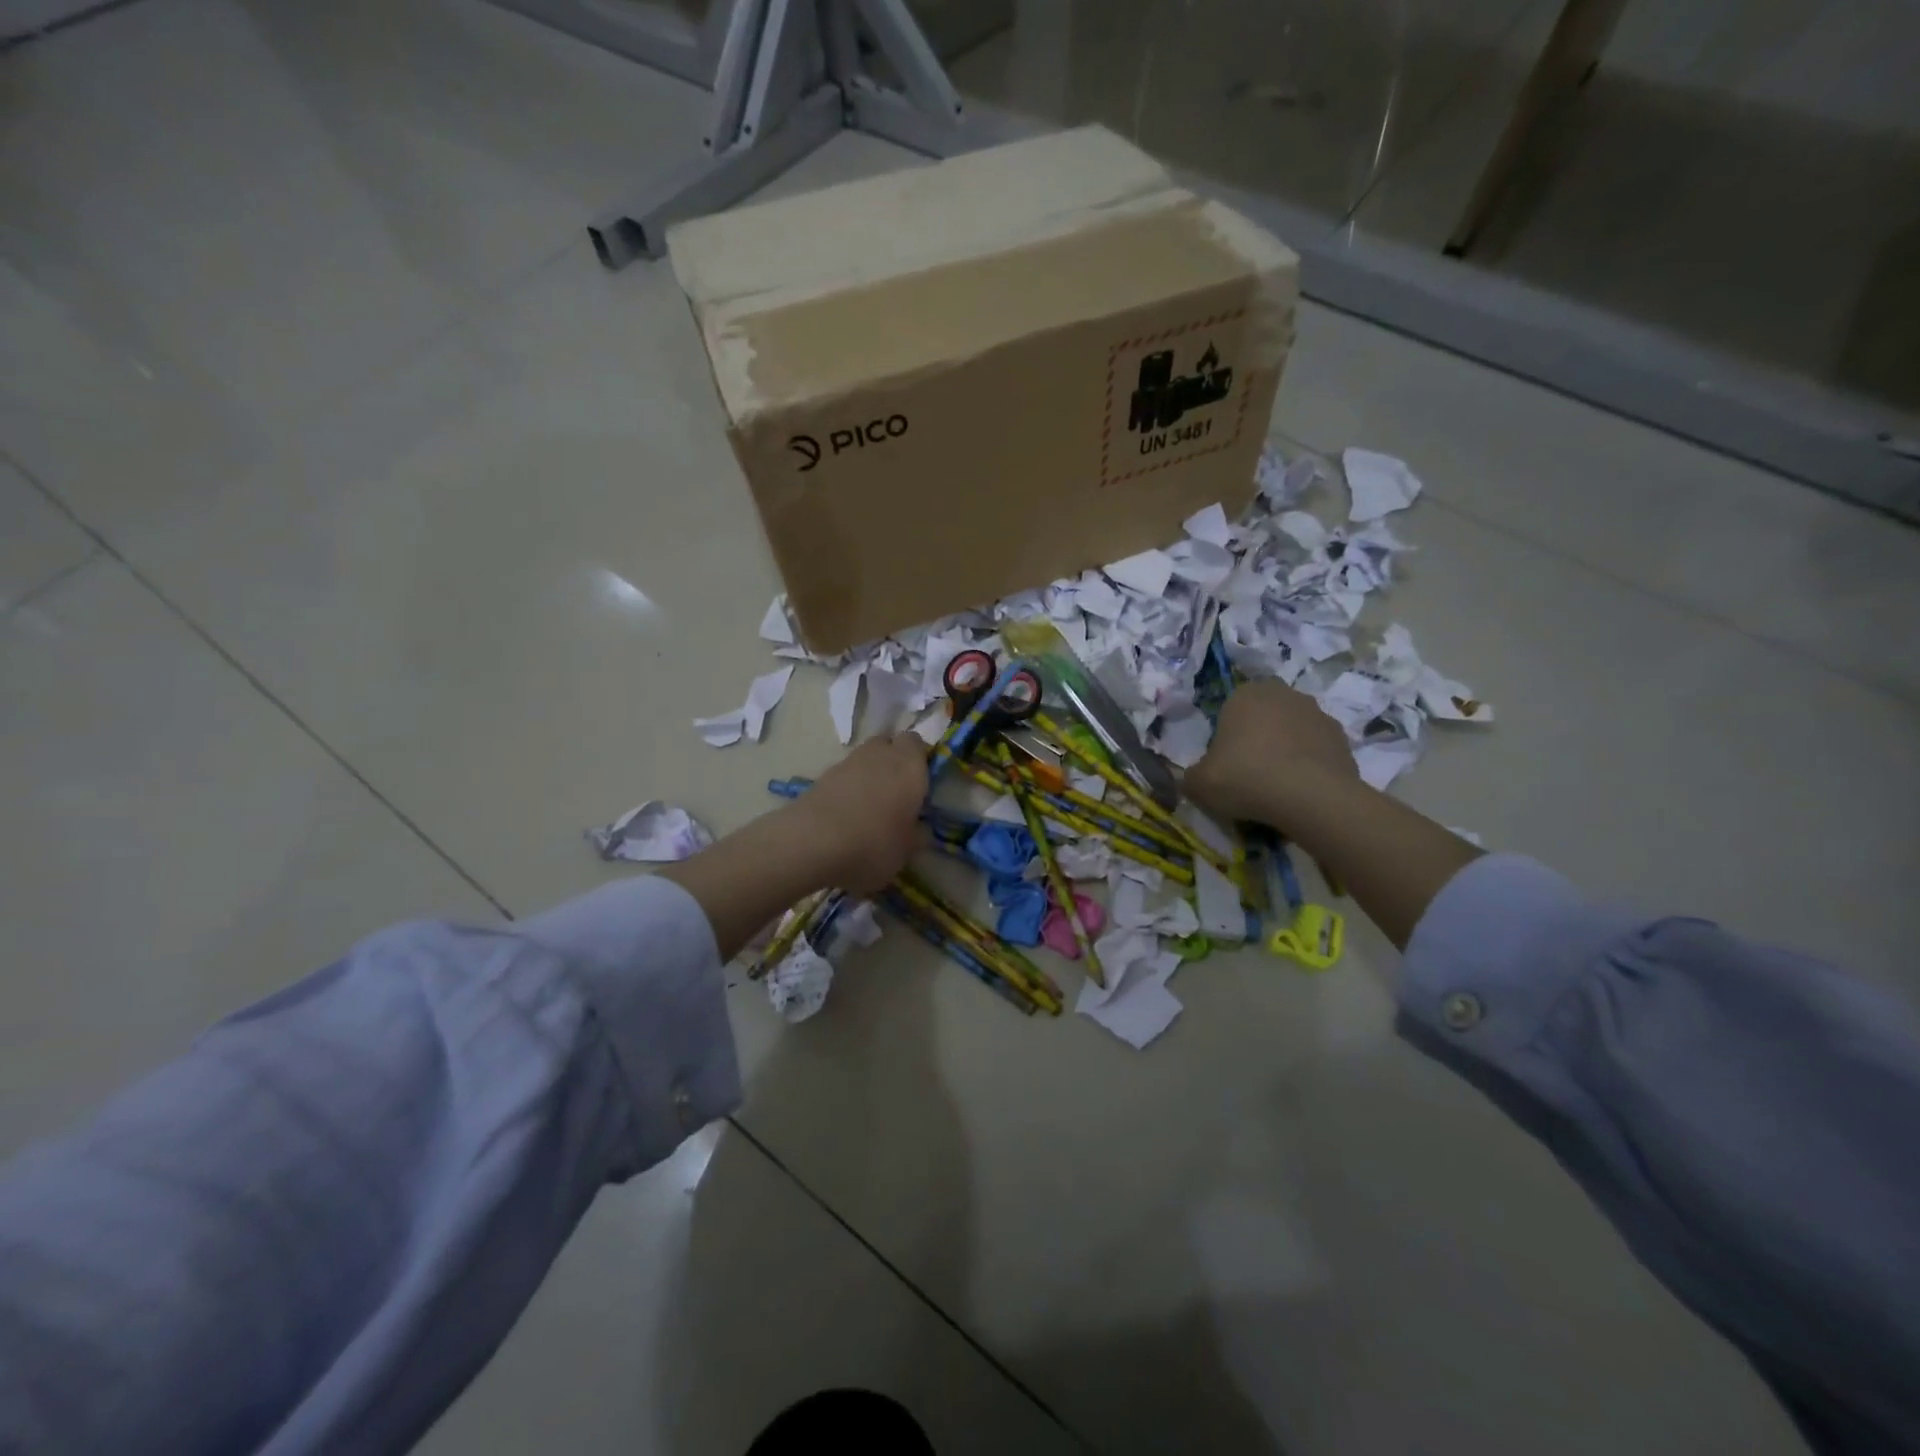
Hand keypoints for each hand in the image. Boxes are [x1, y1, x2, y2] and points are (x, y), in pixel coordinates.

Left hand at [788, 734, 928, 894]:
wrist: (812, 842)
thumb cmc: (873, 844)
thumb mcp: (906, 851)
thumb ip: (915, 835)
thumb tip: (917, 828)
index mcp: (910, 766)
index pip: (918, 743)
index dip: (919, 759)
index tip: (920, 783)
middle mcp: (881, 755)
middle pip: (889, 744)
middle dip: (894, 760)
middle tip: (897, 791)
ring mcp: (849, 762)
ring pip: (865, 757)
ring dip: (870, 773)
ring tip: (869, 806)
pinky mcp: (823, 775)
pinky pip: (844, 774)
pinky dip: (848, 787)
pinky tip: (845, 814)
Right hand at [1183, 679, 1355, 827]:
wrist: (1311, 797)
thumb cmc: (1245, 778)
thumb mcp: (1199, 783)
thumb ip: (1189, 777)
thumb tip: (1191, 779)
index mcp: (1244, 694)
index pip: (1229, 709)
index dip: (1225, 737)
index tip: (1224, 763)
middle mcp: (1282, 694)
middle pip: (1263, 715)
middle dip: (1257, 737)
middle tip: (1249, 771)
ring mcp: (1317, 713)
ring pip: (1292, 730)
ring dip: (1285, 748)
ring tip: (1277, 785)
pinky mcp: (1342, 737)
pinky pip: (1316, 748)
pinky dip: (1309, 764)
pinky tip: (1301, 789)